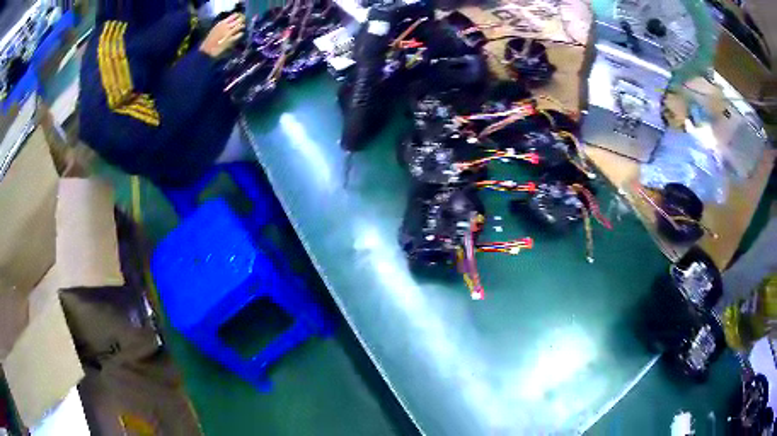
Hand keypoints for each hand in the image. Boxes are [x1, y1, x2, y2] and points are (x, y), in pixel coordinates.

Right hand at [200, 14, 244, 57]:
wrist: (207, 50)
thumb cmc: (210, 40)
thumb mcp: (216, 29)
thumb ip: (224, 24)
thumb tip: (233, 21)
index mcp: (222, 23)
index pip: (234, 15)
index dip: (240, 16)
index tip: (241, 17)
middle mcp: (226, 26)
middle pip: (239, 20)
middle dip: (243, 21)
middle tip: (243, 23)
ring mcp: (229, 33)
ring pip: (241, 26)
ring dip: (242, 27)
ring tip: (242, 29)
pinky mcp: (231, 40)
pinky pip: (240, 34)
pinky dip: (241, 34)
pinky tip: (239, 35)